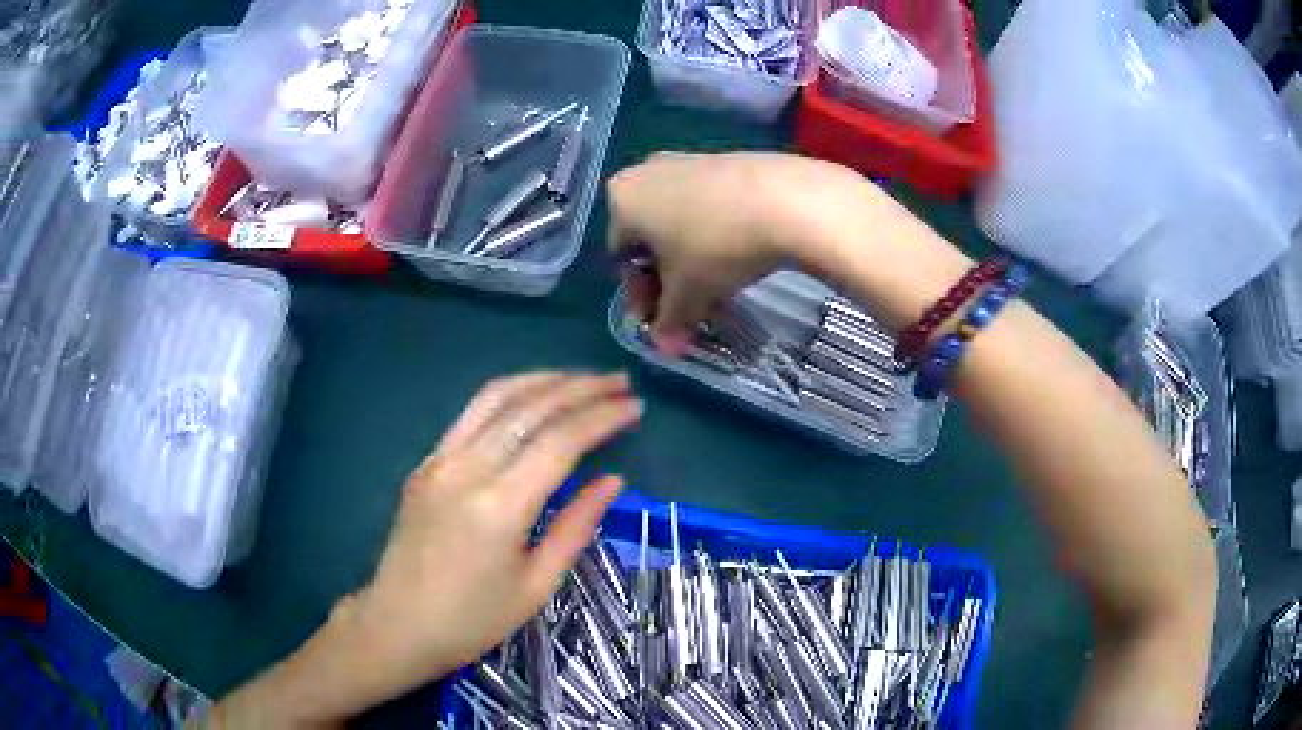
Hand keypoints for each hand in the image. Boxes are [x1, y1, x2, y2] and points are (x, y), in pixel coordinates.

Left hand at [337, 372, 640, 709]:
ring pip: (496, 398)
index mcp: (499, 506)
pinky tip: (531, 397)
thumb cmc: (473, 619)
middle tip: (618, 382)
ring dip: (543, 380)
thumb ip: (576, 527)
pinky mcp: (426, 463)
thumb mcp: (536, 585)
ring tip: (580, 378)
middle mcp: (467, 468)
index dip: (601, 418)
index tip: (634, 406)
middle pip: (530, 408)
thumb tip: (613, 481)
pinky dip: (508, 395)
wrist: (398, 624)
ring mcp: (440, 460)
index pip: (560, 441)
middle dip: (580, 388)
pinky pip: (471, 415)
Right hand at [607, 152, 877, 353]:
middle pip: (650, 237)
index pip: (622, 257)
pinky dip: (714, 233)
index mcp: (622, 199)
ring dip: (692, 258)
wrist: (786, 199)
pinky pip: (708, 205)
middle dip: (667, 277)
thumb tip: (666, 346)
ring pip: (680, 221)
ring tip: (717, 287)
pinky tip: (738, 255)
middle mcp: (647, 171)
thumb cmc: (716, 245)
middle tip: (689, 307)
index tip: (662, 321)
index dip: (641, 295)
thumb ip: (670, 320)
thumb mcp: (689, 292)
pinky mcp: (727, 160)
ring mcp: (689, 161)